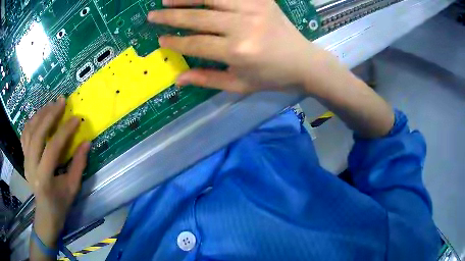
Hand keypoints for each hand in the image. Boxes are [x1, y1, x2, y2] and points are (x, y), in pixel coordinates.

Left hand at [21, 97, 89, 246]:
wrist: (45, 213)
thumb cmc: (61, 203)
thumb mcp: (73, 188)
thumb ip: (79, 165)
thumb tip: (87, 143)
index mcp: (44, 179)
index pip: (52, 148)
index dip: (64, 131)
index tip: (76, 119)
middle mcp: (31, 167)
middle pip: (37, 135)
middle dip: (49, 115)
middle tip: (61, 101)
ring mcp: (25, 161)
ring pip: (29, 131)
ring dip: (40, 115)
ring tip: (51, 104)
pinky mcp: (23, 158)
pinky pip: (24, 134)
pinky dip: (31, 122)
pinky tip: (39, 115)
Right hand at [148, 0, 325, 92]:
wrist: (303, 61)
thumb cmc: (271, 76)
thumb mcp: (239, 84)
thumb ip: (207, 79)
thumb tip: (177, 78)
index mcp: (237, 52)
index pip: (195, 44)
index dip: (175, 42)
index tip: (161, 40)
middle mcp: (243, 26)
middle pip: (198, 18)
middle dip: (171, 16)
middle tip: (152, 15)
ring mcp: (253, 9)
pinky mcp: (262, 0)